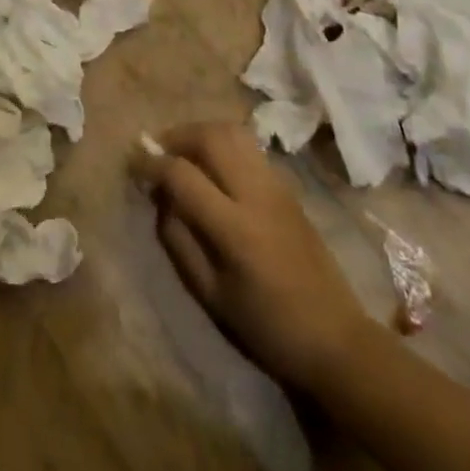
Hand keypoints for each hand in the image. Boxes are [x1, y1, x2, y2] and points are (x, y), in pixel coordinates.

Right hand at [132, 122, 371, 393]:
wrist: (336, 338)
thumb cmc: (268, 327)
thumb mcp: (211, 295)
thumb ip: (179, 242)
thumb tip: (161, 200)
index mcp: (234, 228)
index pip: (182, 175)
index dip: (151, 165)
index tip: (133, 166)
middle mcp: (256, 195)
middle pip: (210, 137)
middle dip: (176, 136)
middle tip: (157, 151)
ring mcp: (276, 186)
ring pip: (233, 132)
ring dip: (200, 133)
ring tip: (183, 152)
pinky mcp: (288, 187)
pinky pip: (249, 147)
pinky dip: (222, 143)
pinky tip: (213, 166)